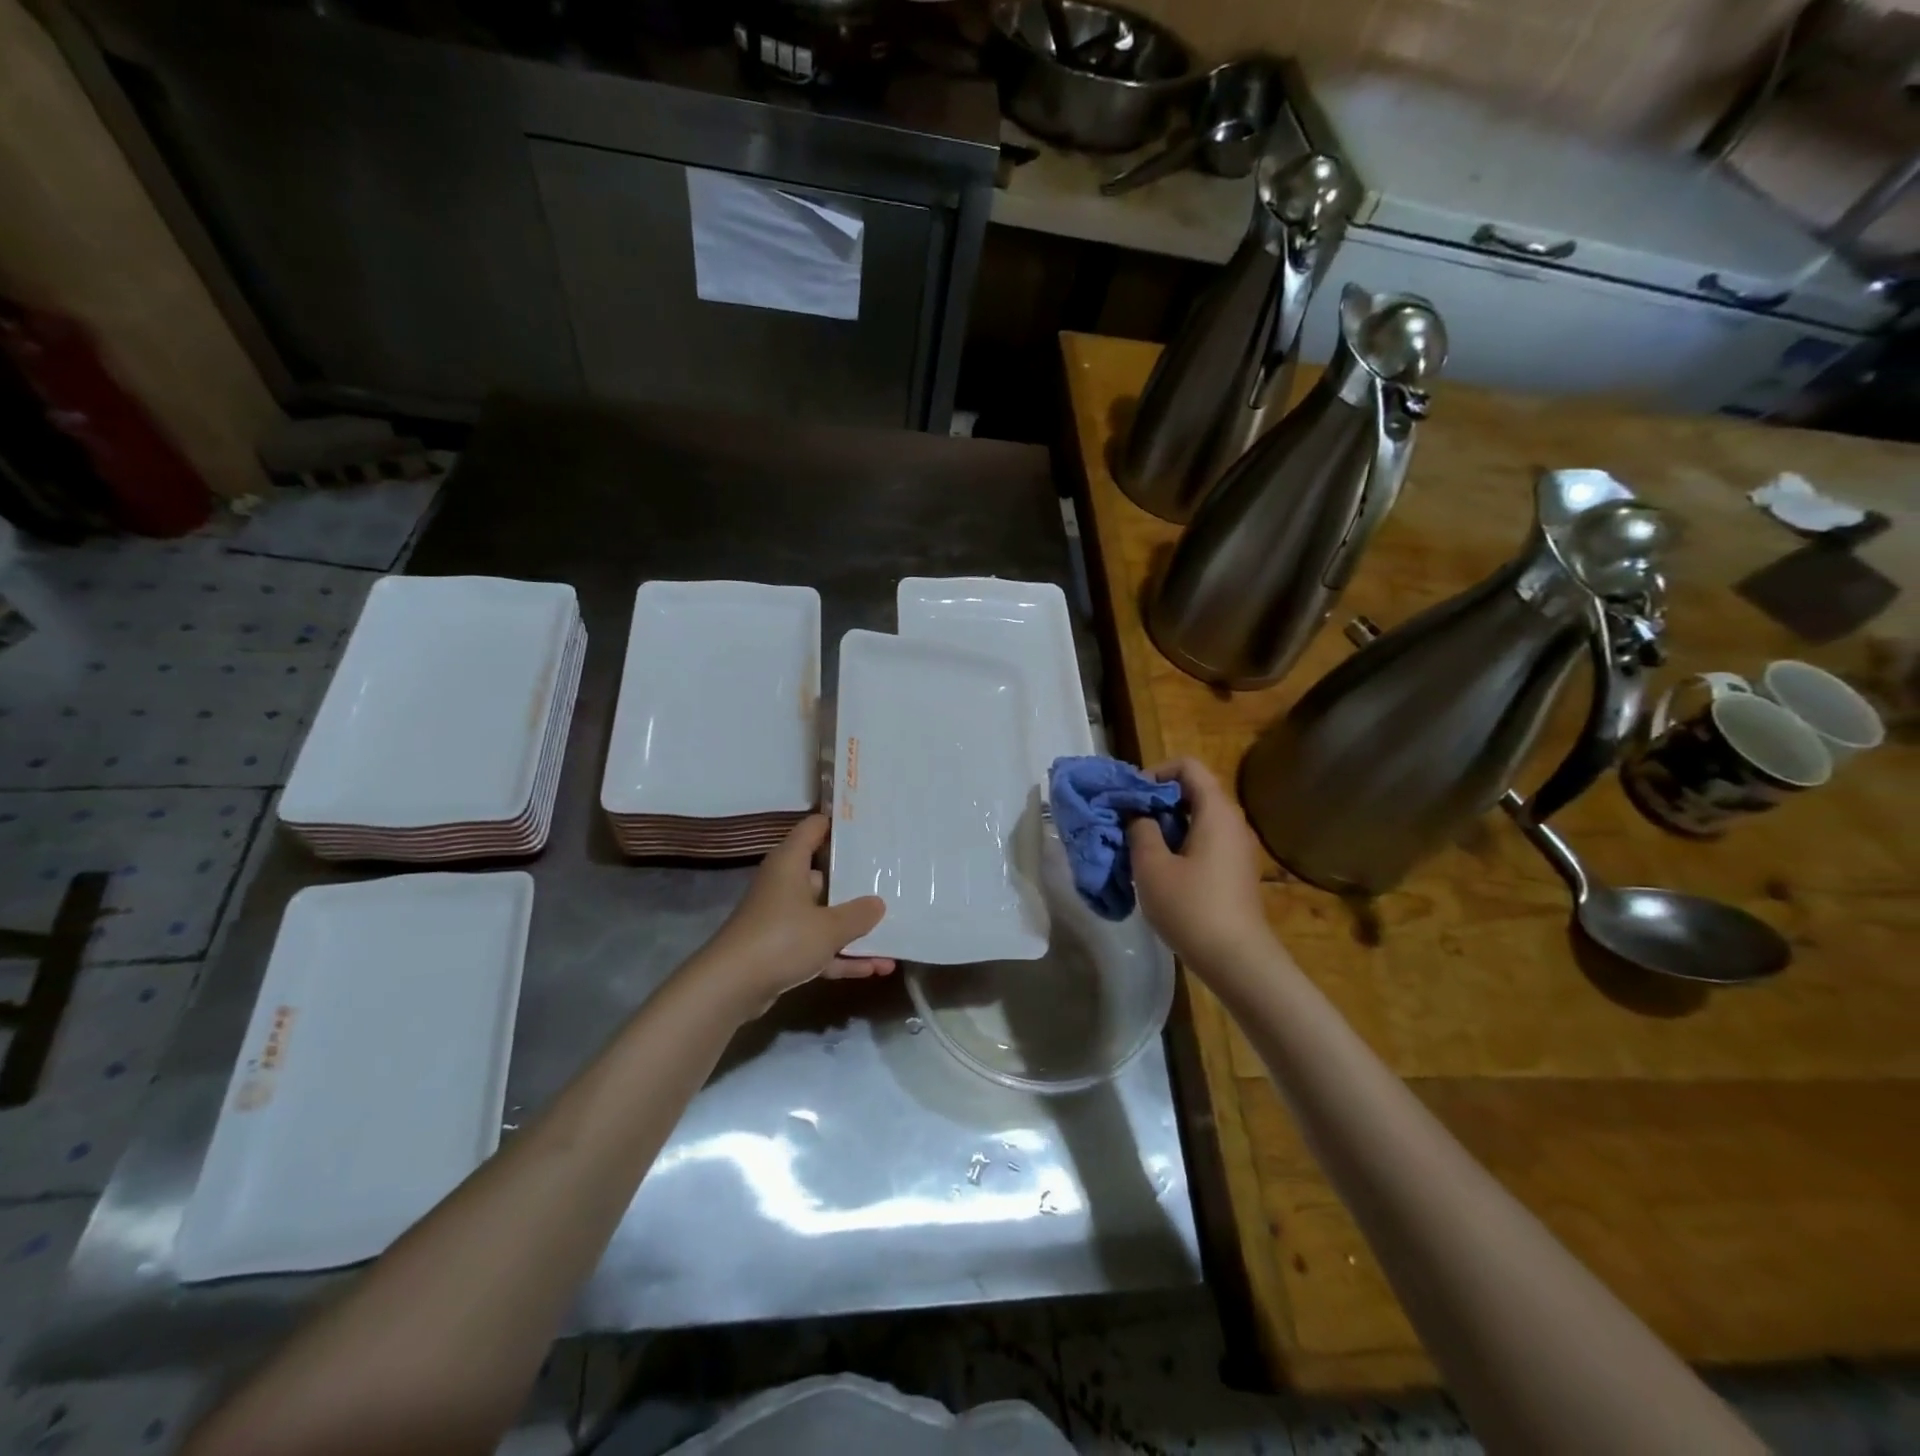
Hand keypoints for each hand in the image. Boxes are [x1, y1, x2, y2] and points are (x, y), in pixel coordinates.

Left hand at [693, 815, 893, 1016]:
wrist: (730, 987)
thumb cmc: (781, 939)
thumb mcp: (829, 927)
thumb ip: (858, 914)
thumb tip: (878, 903)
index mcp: (790, 863)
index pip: (814, 828)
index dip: (840, 824)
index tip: (870, 826)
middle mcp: (784, 884)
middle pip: (824, 874)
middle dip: (856, 883)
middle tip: (891, 879)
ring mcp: (781, 919)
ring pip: (823, 916)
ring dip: (854, 929)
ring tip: (892, 934)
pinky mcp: (779, 950)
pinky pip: (817, 946)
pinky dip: (841, 956)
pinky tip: (874, 968)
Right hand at [1127, 757, 1271, 974]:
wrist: (1236, 960)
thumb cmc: (1191, 907)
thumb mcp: (1152, 866)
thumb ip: (1140, 829)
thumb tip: (1137, 813)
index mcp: (1216, 811)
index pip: (1187, 766)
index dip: (1155, 773)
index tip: (1131, 798)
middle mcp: (1232, 821)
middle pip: (1192, 790)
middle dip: (1155, 800)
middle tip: (1126, 821)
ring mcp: (1236, 847)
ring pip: (1196, 818)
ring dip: (1164, 825)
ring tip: (1137, 846)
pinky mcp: (1234, 870)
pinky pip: (1204, 840)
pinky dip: (1179, 843)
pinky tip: (1158, 869)